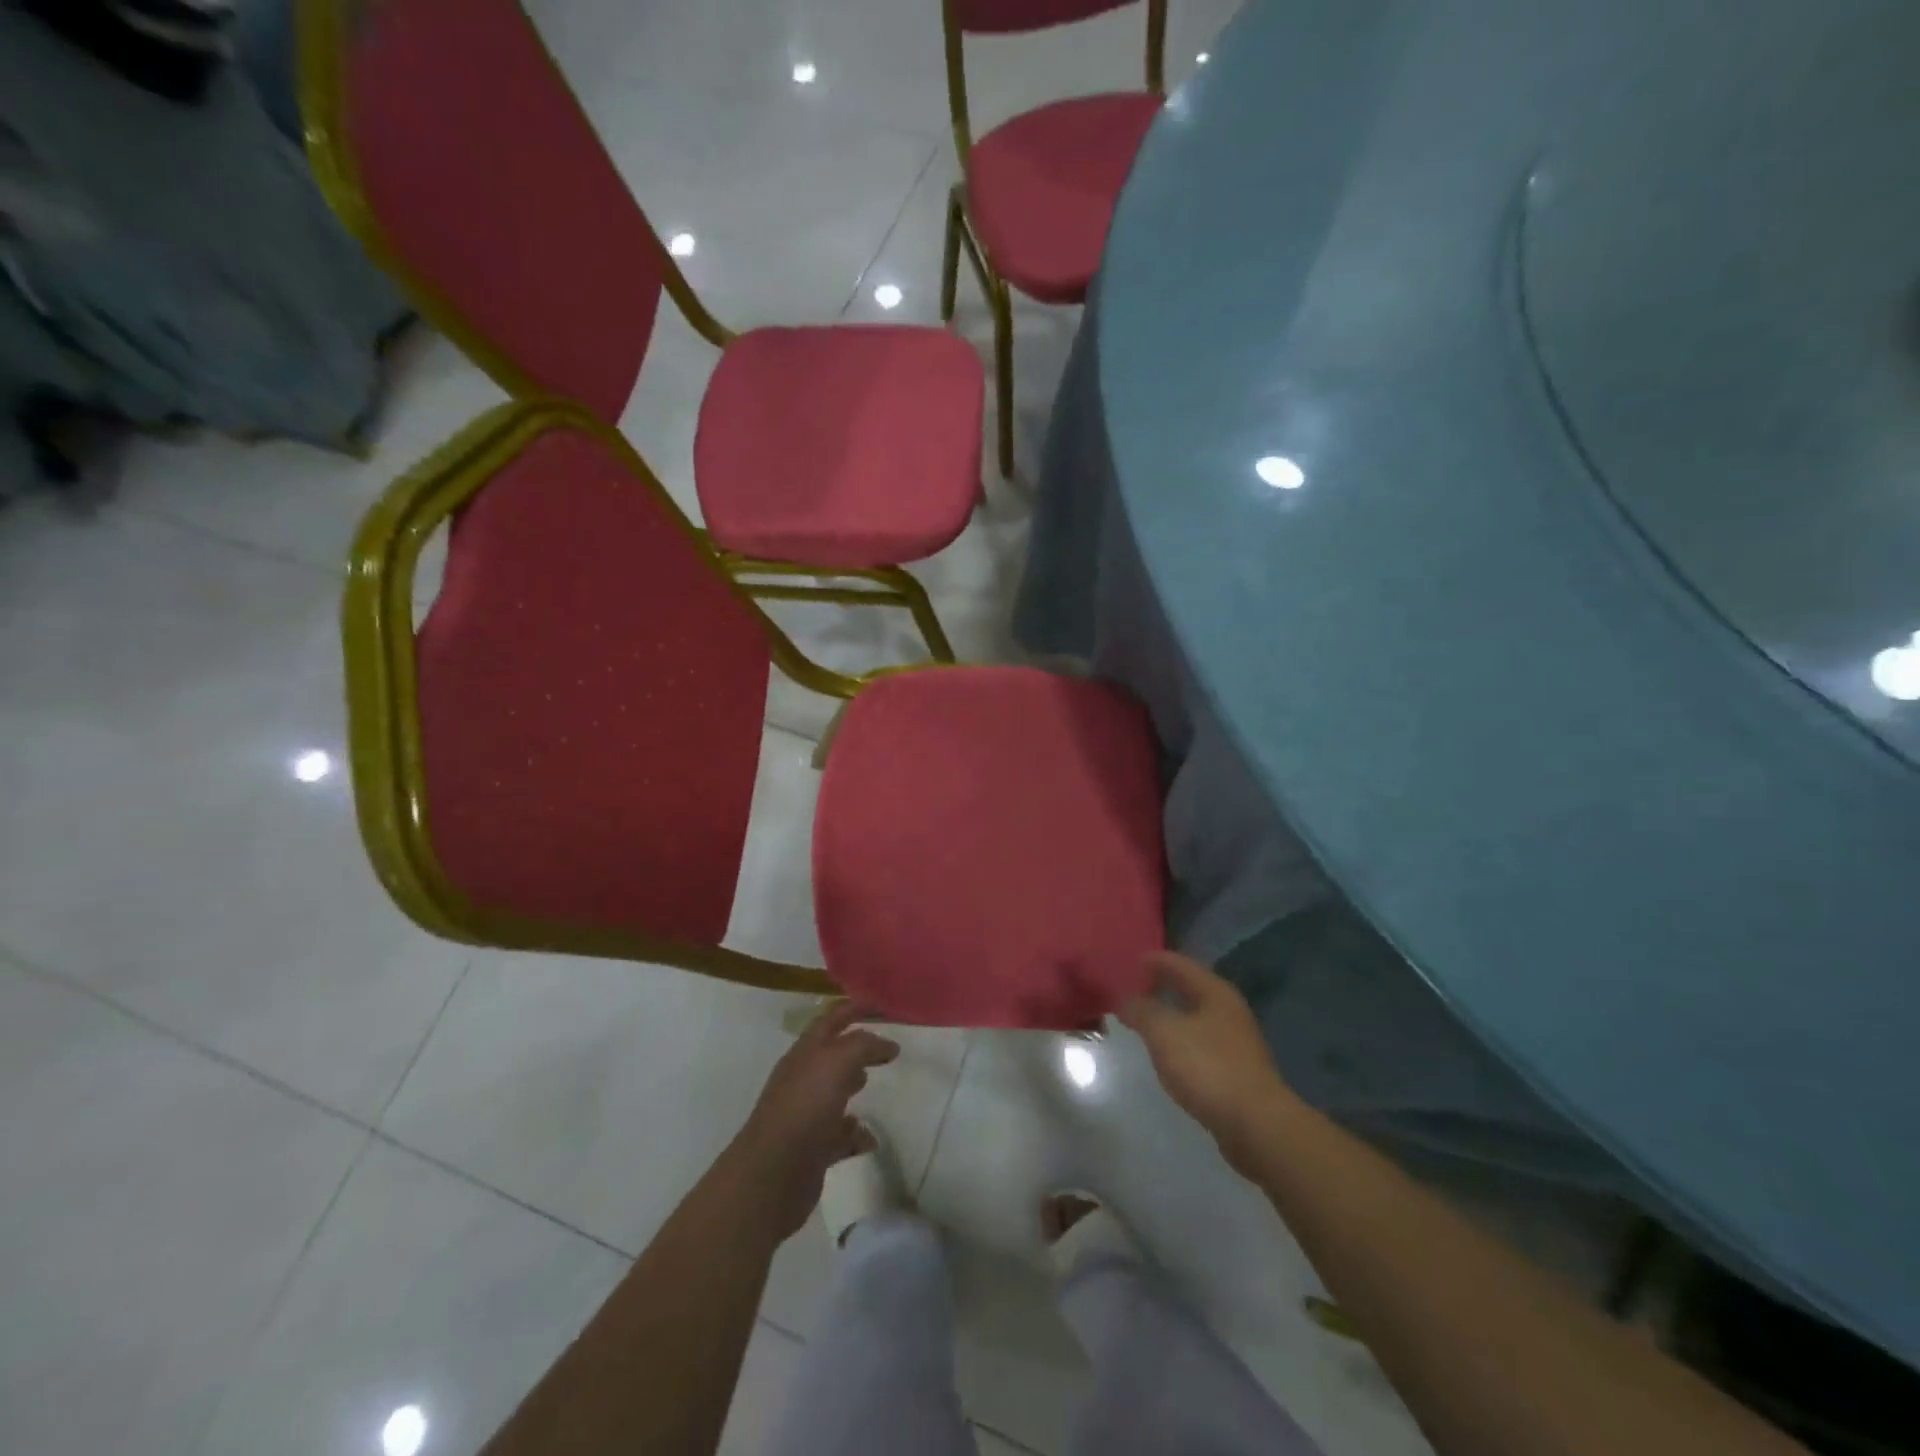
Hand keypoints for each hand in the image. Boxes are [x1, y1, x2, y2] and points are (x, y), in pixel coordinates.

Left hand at [724, 1000, 899, 1241]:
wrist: (773, 1174)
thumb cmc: (805, 1107)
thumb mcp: (838, 1062)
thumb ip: (864, 1045)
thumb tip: (886, 1045)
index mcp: (806, 1051)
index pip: (832, 1018)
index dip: (855, 1008)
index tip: (882, 1007)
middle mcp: (804, 1077)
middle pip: (835, 1053)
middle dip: (859, 1047)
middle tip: (887, 1049)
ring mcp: (806, 1113)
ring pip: (835, 1092)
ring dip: (854, 1085)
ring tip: (875, 1084)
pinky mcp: (812, 1147)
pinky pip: (839, 1134)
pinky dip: (855, 1133)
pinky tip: (869, 1138)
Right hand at [1117, 952, 1293, 1169]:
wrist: (1255, 1125)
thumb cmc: (1208, 1067)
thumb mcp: (1165, 1032)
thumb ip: (1142, 1011)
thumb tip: (1124, 999)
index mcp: (1215, 992)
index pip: (1180, 964)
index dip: (1155, 960)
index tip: (1131, 959)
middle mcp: (1228, 1011)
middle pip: (1190, 988)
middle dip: (1162, 986)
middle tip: (1133, 986)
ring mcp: (1235, 1042)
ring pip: (1195, 1017)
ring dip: (1170, 1014)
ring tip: (1143, 1018)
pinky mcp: (1234, 1071)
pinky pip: (1198, 1043)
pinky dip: (1179, 1039)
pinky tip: (1165, 1051)